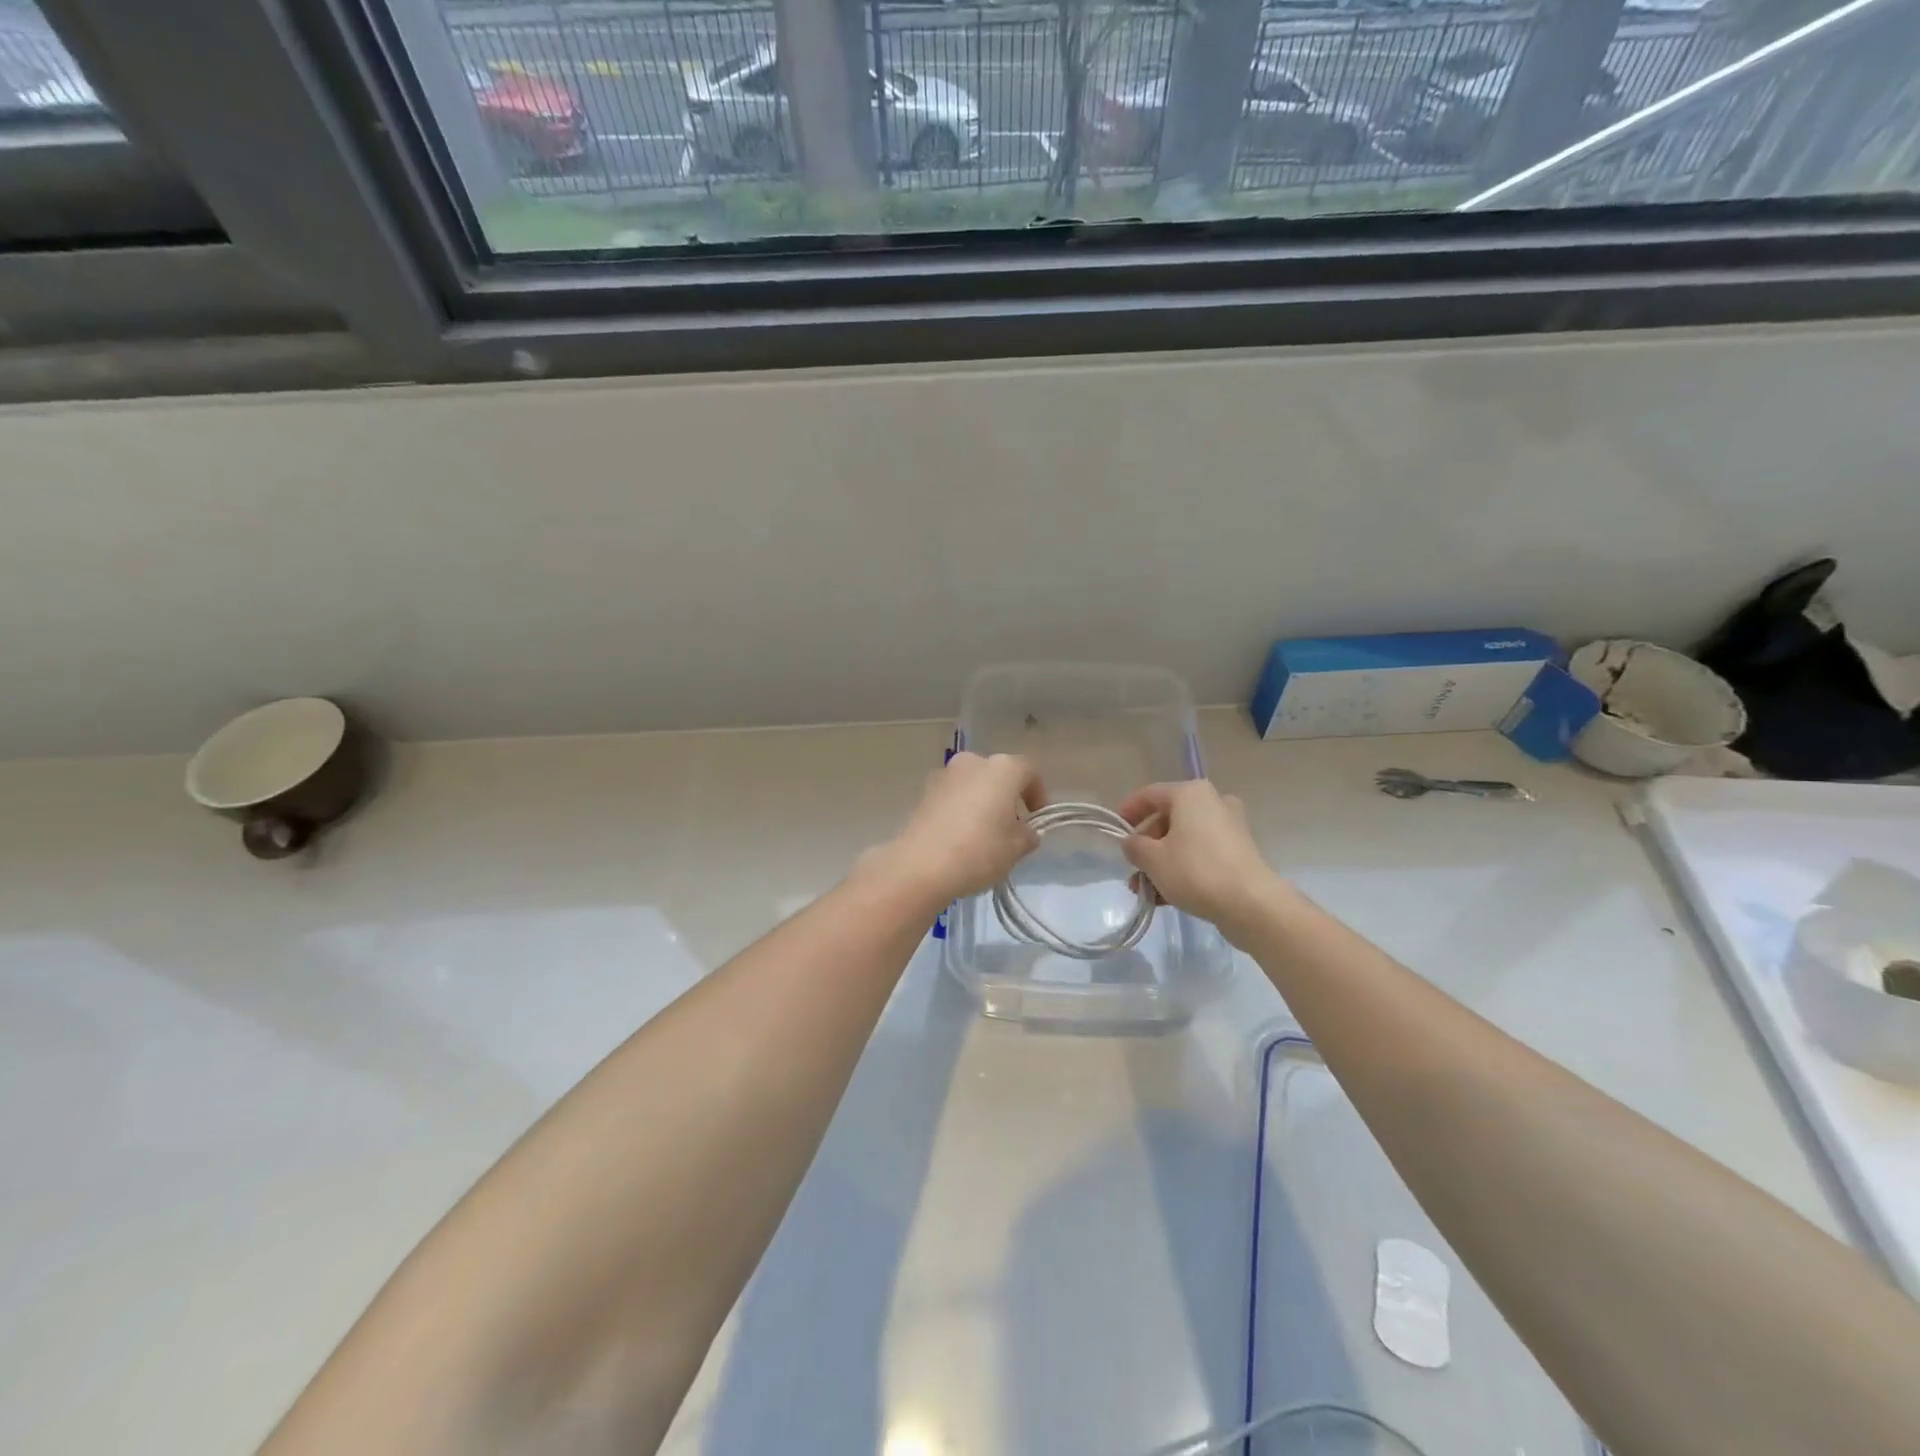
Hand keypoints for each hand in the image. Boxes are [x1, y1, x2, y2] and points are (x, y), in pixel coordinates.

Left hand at [871, 752, 1044, 907]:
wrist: (921, 865)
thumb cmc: (979, 851)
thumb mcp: (1016, 848)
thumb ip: (1028, 835)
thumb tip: (1025, 831)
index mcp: (1002, 769)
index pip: (1029, 772)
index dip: (1038, 794)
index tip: (1036, 818)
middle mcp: (972, 762)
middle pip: (998, 775)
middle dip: (1007, 797)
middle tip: (1011, 827)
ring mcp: (944, 775)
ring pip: (973, 784)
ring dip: (981, 802)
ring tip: (983, 834)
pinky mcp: (924, 792)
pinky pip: (952, 797)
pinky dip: (960, 809)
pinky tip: (960, 836)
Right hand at [1117, 780, 1290, 947]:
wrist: (1251, 904)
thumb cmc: (1195, 871)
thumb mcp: (1152, 859)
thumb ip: (1134, 846)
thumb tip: (1132, 842)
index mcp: (1190, 794)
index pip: (1149, 794)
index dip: (1128, 811)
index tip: (1115, 831)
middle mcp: (1213, 803)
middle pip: (1168, 820)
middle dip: (1146, 847)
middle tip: (1132, 870)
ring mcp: (1229, 828)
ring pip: (1184, 841)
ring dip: (1162, 863)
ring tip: (1145, 891)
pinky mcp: (1239, 853)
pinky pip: (1201, 855)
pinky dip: (1183, 869)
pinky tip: (1166, 897)